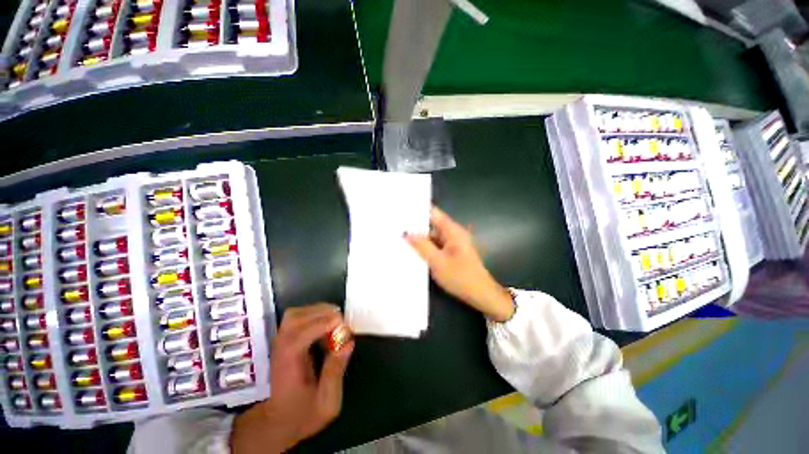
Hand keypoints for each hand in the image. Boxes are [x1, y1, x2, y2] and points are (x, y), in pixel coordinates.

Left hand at [231, 304, 354, 453]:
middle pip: (295, 319)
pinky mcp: (285, 340)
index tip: (342, 325)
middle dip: (322, 314)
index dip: (321, 325)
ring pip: (295, 314)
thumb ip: (335, 373)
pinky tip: (326, 324)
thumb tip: (347, 343)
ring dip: (318, 311)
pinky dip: (313, 314)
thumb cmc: (303, 414)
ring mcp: (280, 343)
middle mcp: (280, 350)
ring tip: (335, 320)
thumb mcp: (327, 403)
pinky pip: (297, 317)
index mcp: (288, 367)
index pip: (298, 337)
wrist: (278, 421)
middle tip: (342, 322)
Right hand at [407, 207, 513, 321]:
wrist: (481, 295)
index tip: (401, 211)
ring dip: (420, 239)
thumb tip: (407, 233)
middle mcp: (453, 234)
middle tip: (396, 228)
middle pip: (432, 225)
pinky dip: (427, 248)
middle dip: (416, 227)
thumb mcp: (438, 262)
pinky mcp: (452, 253)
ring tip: (400, 239)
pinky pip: (436, 246)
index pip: (433, 213)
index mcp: (452, 231)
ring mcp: (453, 243)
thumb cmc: (461, 277)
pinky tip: (413, 251)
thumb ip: (422, 246)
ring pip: (433, 237)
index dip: (418, 211)